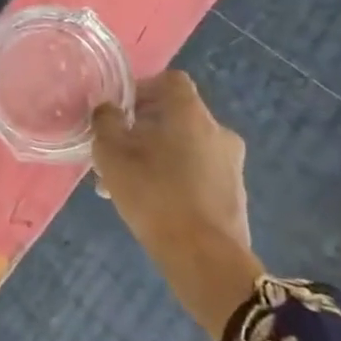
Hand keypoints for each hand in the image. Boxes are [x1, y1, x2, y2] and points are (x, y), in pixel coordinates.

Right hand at [92, 71, 262, 340]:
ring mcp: (231, 165)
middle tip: (116, 150)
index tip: (120, 110)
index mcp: (191, 114)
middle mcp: (218, 132)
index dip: (142, 88)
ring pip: (184, 147)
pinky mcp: (234, 194)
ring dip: (156, 155)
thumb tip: (108, 109)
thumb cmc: (153, 194)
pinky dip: (174, 177)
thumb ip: (106, 122)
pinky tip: (150, 202)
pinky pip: (197, 172)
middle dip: (143, 128)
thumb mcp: (111, 154)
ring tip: (125, 183)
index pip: (171, 81)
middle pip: (176, 116)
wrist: (204, 259)